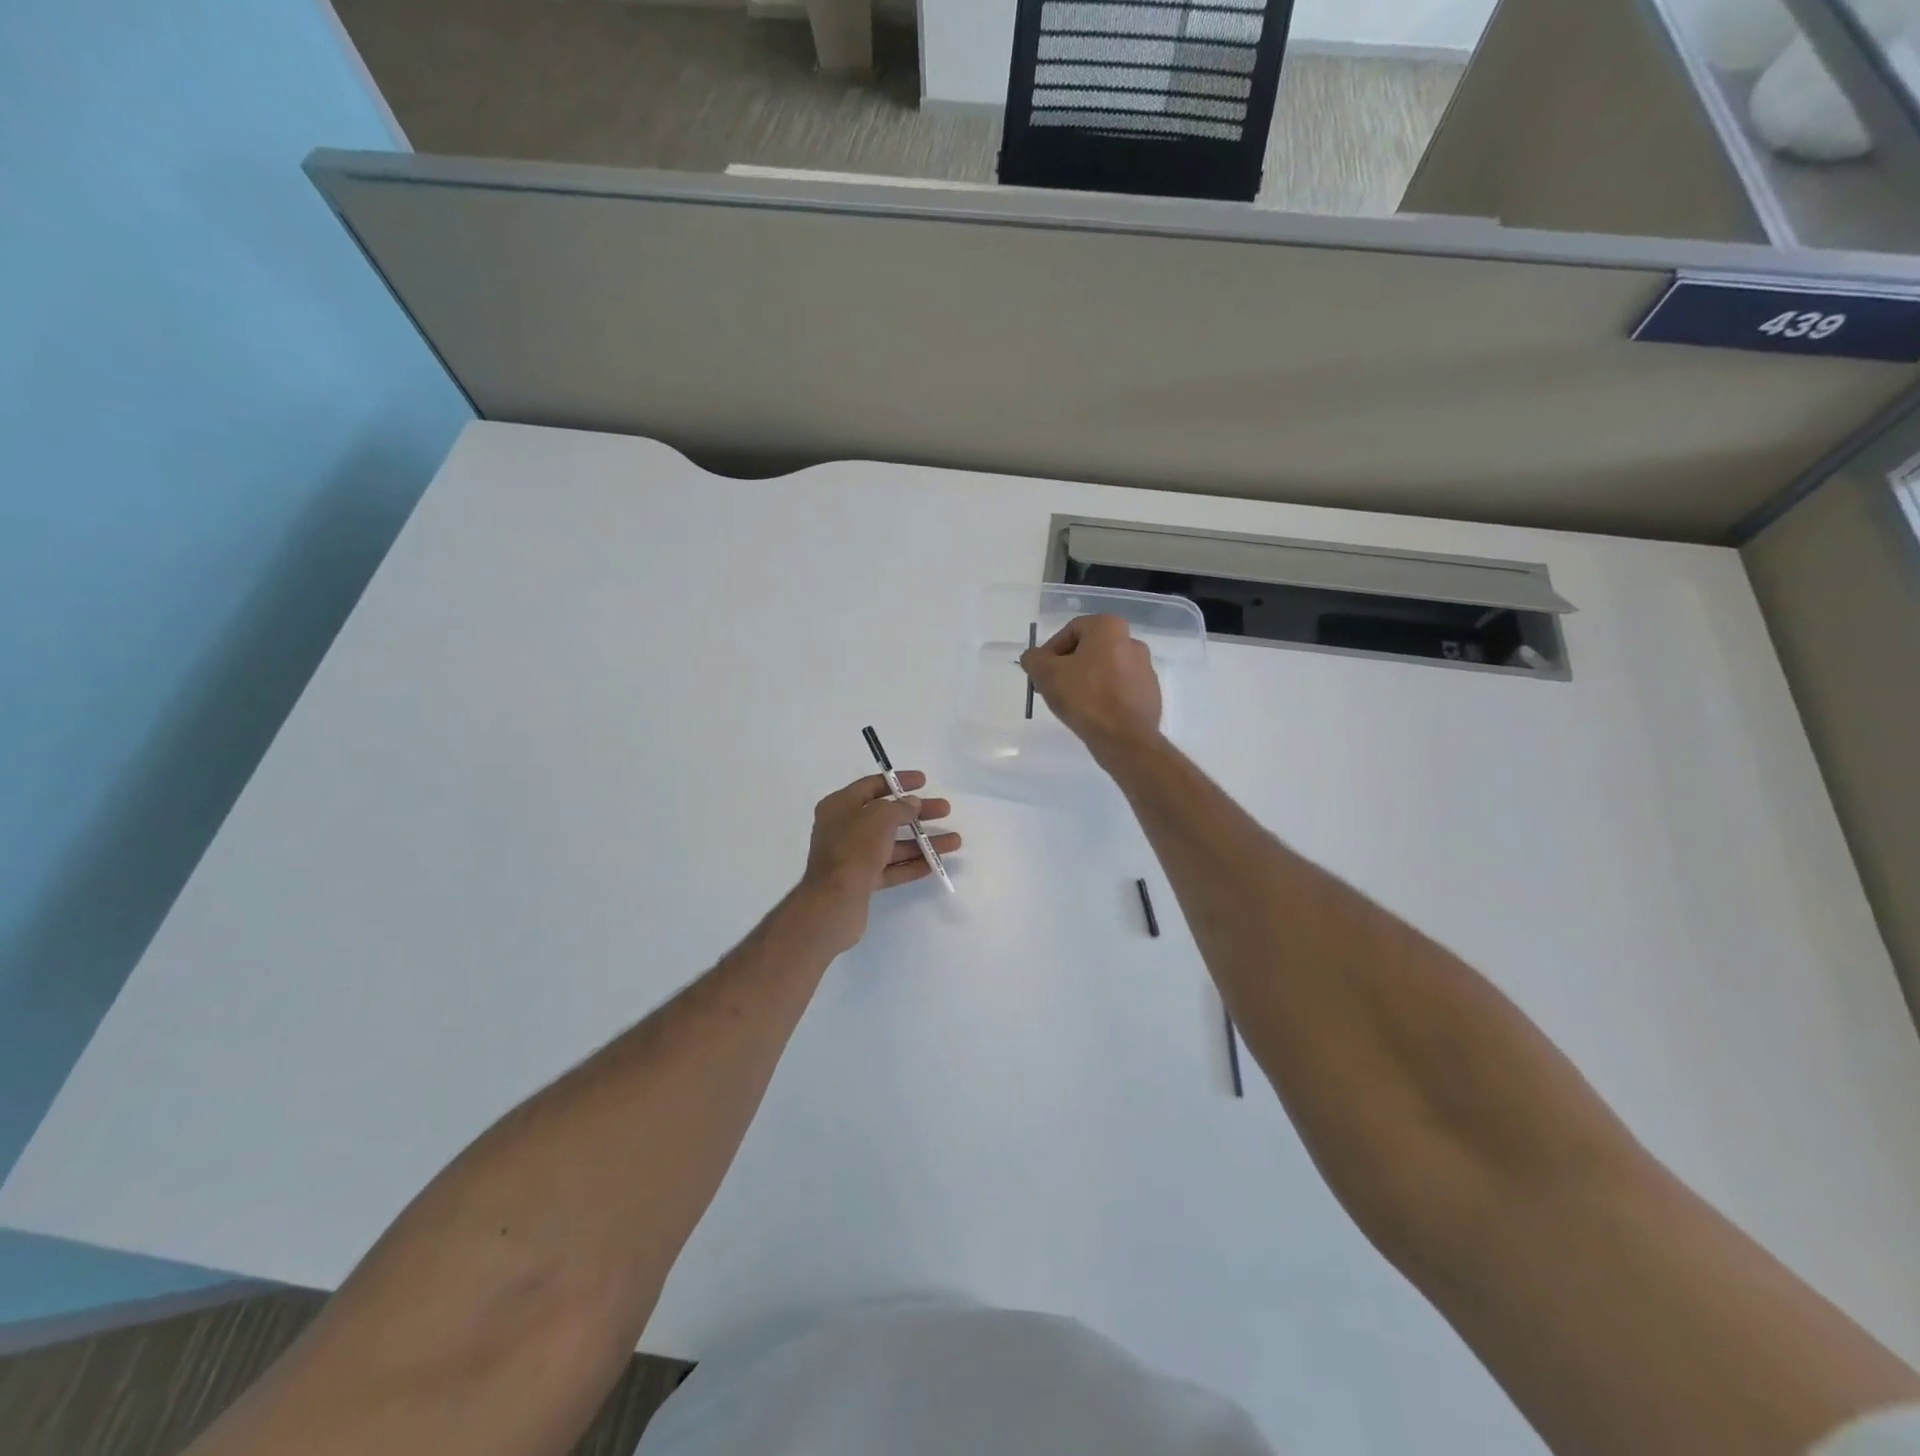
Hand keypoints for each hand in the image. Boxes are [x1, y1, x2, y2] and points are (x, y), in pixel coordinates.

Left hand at [797, 771, 960, 951]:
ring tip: (954, 841)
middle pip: (886, 816)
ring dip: (922, 842)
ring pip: (892, 844)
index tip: (924, 781)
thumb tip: (912, 803)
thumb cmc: (854, 849)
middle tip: (945, 810)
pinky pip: (890, 868)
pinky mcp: (861, 881)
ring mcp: (852, 856)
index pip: (872, 786)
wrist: (833, 901)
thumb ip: (900, 808)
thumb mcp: (880, 818)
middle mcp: (844, 828)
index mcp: (840, 806)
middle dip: (917, 813)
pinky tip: (934, 863)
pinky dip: (911, 864)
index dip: (898, 781)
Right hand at [1020, 614, 1163, 757]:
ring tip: (1072, 704)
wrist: (1124, 738)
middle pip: (1089, 650)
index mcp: (1109, 628)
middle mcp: (1132, 642)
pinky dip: (1104, 696)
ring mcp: (1145, 669)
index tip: (1041, 673)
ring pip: (1105, 670)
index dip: (1050, 651)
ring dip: (1086, 681)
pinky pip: (1119, 689)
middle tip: (1053, 688)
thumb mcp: (1045, 674)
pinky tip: (1092, 714)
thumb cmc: (1084, 697)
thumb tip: (1034, 658)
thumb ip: (1033, 659)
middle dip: (1068, 667)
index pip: (1071, 631)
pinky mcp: (1150, 694)